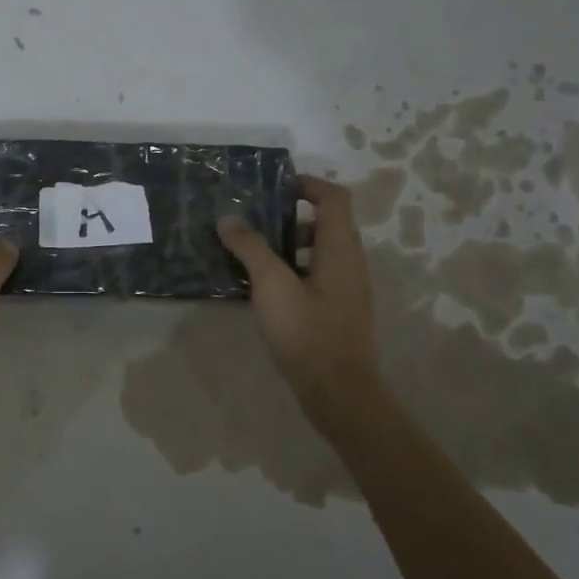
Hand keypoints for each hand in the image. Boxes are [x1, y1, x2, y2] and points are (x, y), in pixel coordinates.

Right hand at [217, 175, 384, 420]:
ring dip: (288, 244)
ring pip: (319, 250)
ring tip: (252, 254)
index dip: (308, 184)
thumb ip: (250, 248)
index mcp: (340, 248)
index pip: (333, 197)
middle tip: (255, 221)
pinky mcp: (337, 310)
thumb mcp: (272, 286)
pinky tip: (263, 288)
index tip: (274, 188)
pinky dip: (292, 269)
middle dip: (290, 215)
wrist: (340, 394)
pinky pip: (316, 275)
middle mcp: (349, 262)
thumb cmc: (308, 333)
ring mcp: (346, 288)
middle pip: (326, 222)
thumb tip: (228, 218)